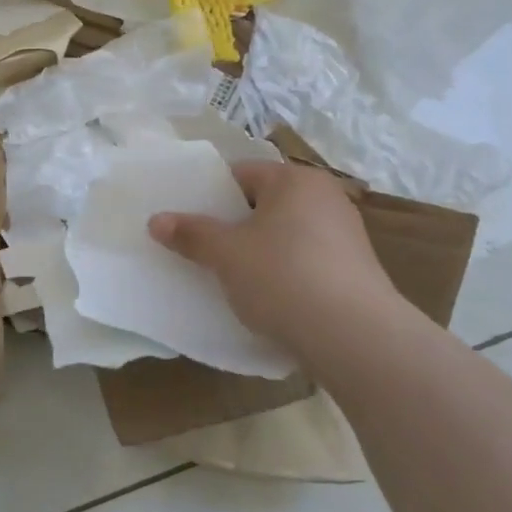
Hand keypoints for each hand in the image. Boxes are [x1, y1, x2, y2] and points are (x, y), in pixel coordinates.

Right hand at [148, 161, 405, 356]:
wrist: (355, 337)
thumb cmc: (283, 277)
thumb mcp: (226, 254)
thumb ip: (191, 233)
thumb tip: (156, 220)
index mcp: (295, 180)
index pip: (241, 174)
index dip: (209, 195)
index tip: (186, 221)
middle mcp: (325, 197)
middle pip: (263, 203)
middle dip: (232, 225)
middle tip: (201, 249)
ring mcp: (345, 234)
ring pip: (284, 234)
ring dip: (257, 251)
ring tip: (229, 277)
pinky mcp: (354, 270)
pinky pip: (304, 260)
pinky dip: (282, 272)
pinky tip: (266, 297)